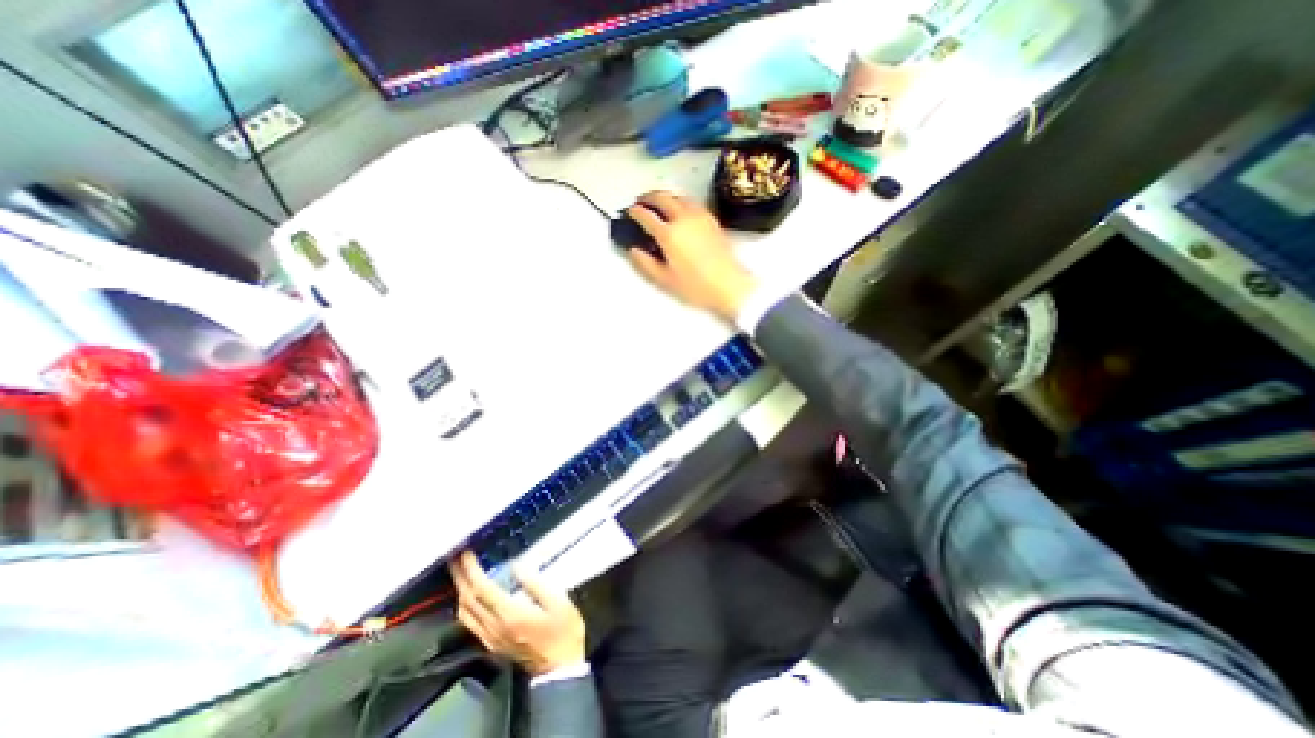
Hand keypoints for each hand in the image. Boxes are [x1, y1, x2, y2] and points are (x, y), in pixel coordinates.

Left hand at [449, 552, 583, 676]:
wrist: (559, 668)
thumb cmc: (563, 630)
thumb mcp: (558, 601)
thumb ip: (536, 582)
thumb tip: (516, 566)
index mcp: (510, 614)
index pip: (482, 589)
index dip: (471, 570)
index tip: (466, 553)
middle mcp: (494, 627)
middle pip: (467, 600)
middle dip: (460, 577)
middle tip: (455, 558)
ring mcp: (490, 638)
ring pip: (464, 614)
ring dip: (459, 591)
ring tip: (461, 573)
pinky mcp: (491, 644)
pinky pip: (470, 623)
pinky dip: (465, 605)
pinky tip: (469, 597)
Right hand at [625, 194, 761, 322]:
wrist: (729, 286)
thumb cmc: (698, 286)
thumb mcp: (664, 280)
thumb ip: (645, 263)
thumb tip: (634, 251)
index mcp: (670, 234)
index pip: (646, 216)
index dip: (635, 212)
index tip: (630, 212)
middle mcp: (684, 220)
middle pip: (662, 197)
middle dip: (648, 197)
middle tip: (641, 202)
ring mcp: (700, 217)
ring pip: (678, 196)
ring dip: (665, 196)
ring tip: (658, 203)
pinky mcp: (712, 220)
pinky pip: (692, 202)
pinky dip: (680, 201)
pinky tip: (680, 210)